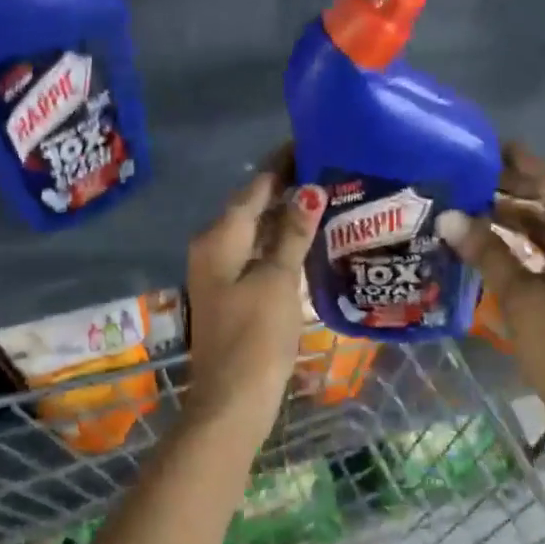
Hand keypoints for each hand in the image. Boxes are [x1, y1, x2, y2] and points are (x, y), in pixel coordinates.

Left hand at [183, 155, 325, 440]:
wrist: (232, 401)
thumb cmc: (255, 338)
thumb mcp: (277, 281)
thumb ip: (293, 235)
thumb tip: (309, 190)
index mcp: (219, 237)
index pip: (255, 187)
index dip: (283, 164)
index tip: (314, 142)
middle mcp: (213, 247)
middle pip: (253, 206)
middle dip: (288, 188)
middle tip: (331, 168)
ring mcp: (221, 271)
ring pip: (257, 231)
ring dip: (287, 215)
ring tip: (328, 196)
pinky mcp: (233, 292)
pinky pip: (258, 254)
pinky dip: (281, 243)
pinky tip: (309, 239)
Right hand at [437, 146, 544, 500]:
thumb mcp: (523, 301)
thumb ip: (487, 253)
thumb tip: (447, 215)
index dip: (516, 159)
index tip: (475, 144)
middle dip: (506, 186)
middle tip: (457, 177)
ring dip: (508, 216)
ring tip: (460, 207)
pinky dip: (517, 244)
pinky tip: (482, 246)